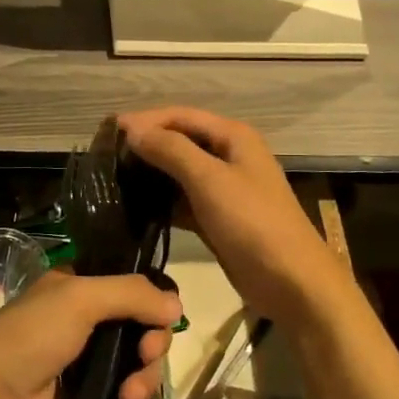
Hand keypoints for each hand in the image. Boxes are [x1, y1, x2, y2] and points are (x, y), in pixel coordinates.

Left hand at [0, 270, 179, 398]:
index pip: (132, 291)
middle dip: (151, 349)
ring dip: (143, 383)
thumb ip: (131, 294)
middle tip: (145, 358)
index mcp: (79, 290)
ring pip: (138, 369)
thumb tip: (177, 306)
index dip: (152, 306)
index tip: (159, 322)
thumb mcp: (79, 299)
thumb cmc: (31, 337)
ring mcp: (86, 366)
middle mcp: (84, 323)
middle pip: (142, 331)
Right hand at [119, 107, 341, 324]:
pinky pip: (183, 199)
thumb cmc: (253, 223)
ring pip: (180, 171)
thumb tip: (133, 130)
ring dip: (151, 171)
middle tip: (106, 154)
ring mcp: (224, 188)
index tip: (108, 130)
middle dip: (146, 143)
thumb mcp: (210, 180)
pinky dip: (161, 199)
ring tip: (113, 177)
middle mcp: (229, 156)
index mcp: (233, 137)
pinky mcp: (218, 217)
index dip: (145, 120)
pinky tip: (135, 205)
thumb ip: (171, 150)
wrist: (292, 282)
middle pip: (180, 140)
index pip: (181, 116)